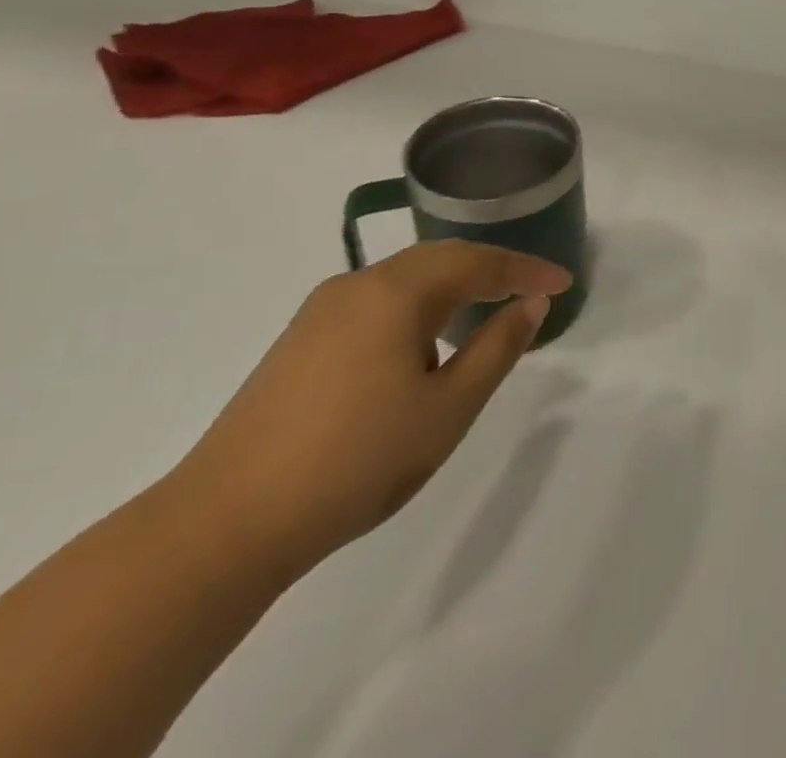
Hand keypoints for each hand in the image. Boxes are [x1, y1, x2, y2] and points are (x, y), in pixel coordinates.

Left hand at [167, 241, 571, 573]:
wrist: (222, 527)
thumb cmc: (356, 460)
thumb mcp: (448, 407)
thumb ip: (498, 347)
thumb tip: (531, 303)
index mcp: (395, 292)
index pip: (478, 262)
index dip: (526, 270)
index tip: (564, 282)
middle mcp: (356, 286)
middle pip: (440, 259)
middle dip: (491, 270)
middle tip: (532, 290)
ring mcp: (320, 312)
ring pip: (405, 280)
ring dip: (453, 288)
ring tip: (485, 313)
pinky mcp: (298, 342)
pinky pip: (377, 302)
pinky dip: (417, 308)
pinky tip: (423, 344)